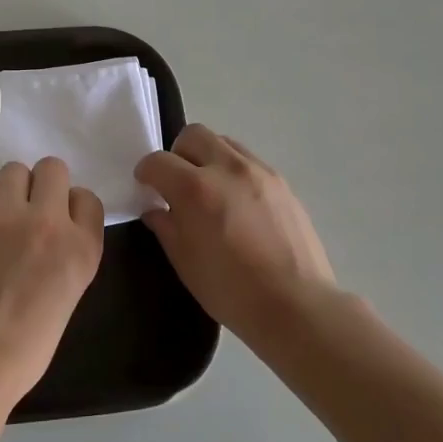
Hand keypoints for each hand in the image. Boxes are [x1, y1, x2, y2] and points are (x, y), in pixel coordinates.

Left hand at [0, 156, 105, 403]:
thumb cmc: (27, 345)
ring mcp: (7, 216)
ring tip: (4, 213)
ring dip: (13, 187)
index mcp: (82, 248)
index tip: (60, 221)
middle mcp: (49, 222)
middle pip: (53, 168)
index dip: (72, 206)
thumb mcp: (69, 293)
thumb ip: (66, 252)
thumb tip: (50, 229)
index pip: (87, 198)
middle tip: (30, 209)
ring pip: (16, 169)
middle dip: (44, 184)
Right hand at [135, 125, 336, 347]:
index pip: (158, 161)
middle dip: (178, 154)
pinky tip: (237, 203)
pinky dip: (234, 171)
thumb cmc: (231, 290)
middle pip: (193, 135)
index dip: (146, 172)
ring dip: (208, 158)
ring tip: (210, 191)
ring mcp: (259, 171)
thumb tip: (156, 210)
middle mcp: (227, 168)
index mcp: (195, 188)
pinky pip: (248, 161)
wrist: (296, 305)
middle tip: (177, 183)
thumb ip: (166, 227)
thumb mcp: (185, 262)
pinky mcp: (281, 182)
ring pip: (224, 143)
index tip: (146, 187)